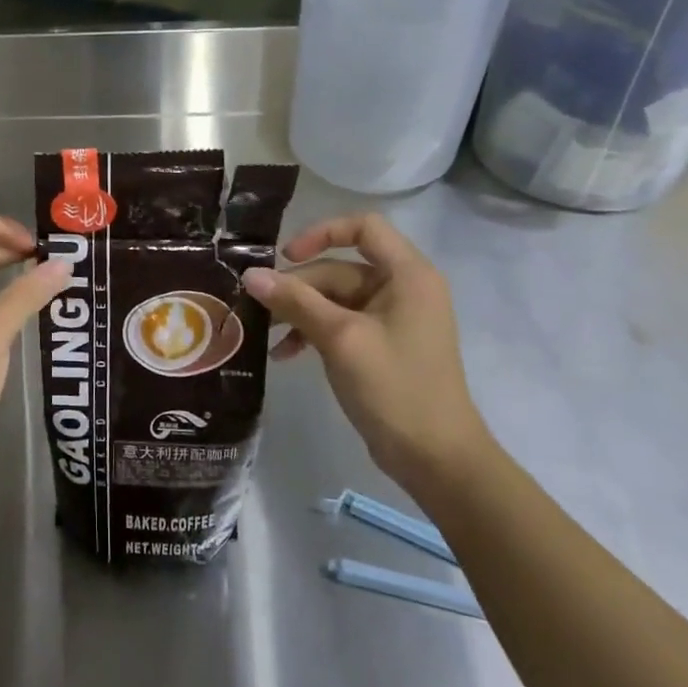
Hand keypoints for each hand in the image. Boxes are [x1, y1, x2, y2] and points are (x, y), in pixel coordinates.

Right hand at [240, 213, 493, 497]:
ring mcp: (392, 319)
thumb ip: (296, 301)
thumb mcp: (340, 338)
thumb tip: (251, 274)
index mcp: (407, 275)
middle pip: (339, 268)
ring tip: (266, 334)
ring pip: (334, 299)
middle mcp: (402, 289)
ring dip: (300, 313)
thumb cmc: (395, 388)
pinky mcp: (380, 345)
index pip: (364, 228)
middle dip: (299, 288)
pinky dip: (312, 333)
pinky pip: (339, 324)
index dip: (322, 233)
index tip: (287, 257)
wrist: (436, 458)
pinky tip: (285, 355)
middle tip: (260, 311)